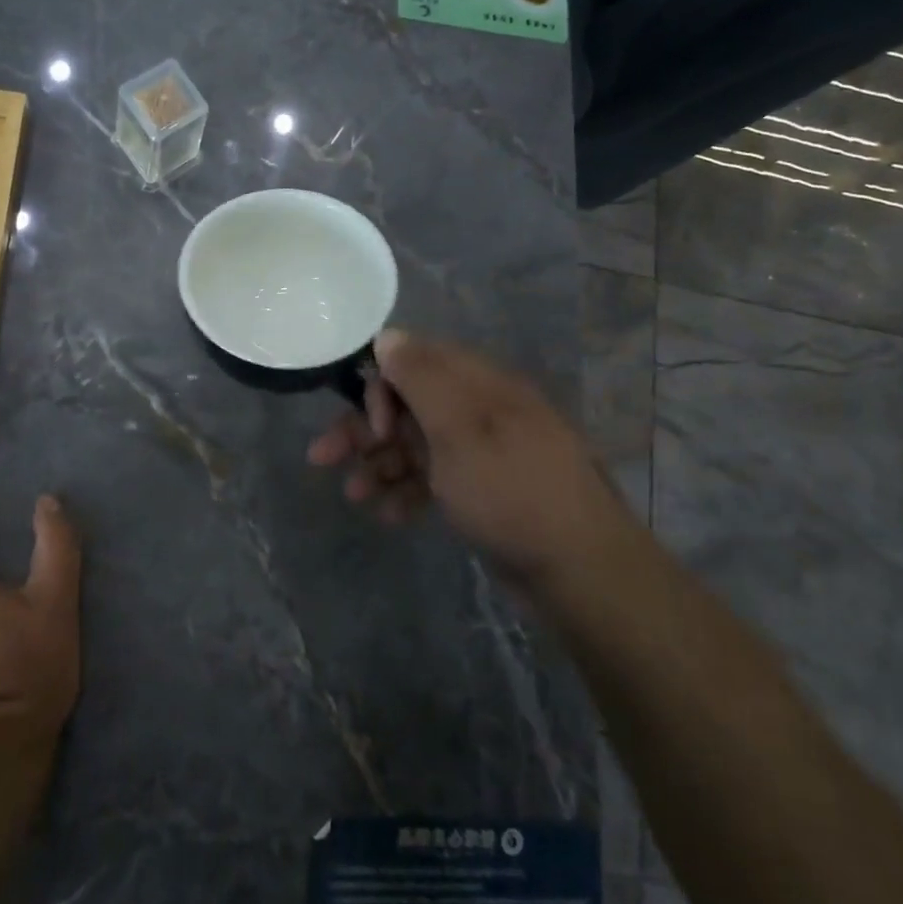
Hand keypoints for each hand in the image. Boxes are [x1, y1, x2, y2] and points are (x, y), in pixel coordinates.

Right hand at [308, 329, 619, 582]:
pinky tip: (390, 515)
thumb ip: (419, 377)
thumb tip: (387, 334)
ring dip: (381, 464)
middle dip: (365, 431)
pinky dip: (409, 491)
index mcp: (477, 383)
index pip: (412, 362)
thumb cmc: (510, 490)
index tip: (370, 427)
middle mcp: (477, 408)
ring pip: (415, 444)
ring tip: (355, 495)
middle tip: (323, 458)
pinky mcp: (483, 488)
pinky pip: (434, 478)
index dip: (380, 389)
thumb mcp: (459, 428)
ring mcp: (481, 450)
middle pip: (407, 405)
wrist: (579, 568)